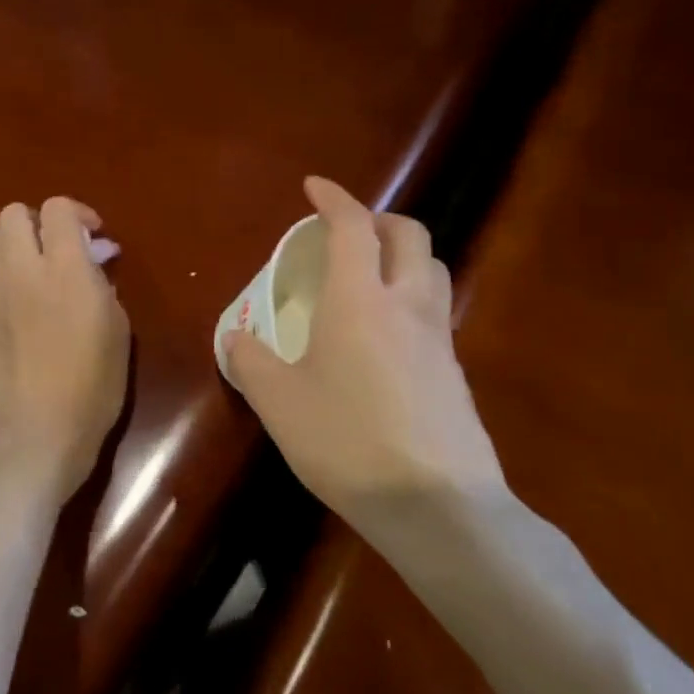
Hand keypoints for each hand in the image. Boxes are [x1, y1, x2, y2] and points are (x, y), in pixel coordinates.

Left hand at [0, 197, 130, 503]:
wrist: (40, 433)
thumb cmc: (94, 384)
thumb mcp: (117, 328)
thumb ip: (102, 284)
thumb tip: (93, 260)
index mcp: (65, 269)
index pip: (57, 209)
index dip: (78, 213)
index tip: (95, 237)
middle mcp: (23, 271)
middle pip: (13, 213)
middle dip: (38, 220)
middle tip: (61, 247)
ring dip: (15, 243)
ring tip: (37, 268)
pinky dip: (8, 278)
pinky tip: (25, 305)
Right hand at [225, 177, 504, 535]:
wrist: (438, 506)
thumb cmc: (347, 442)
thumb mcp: (279, 403)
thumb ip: (251, 362)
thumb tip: (237, 338)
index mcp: (360, 299)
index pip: (353, 227)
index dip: (334, 198)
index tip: (314, 187)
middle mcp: (407, 305)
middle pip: (410, 235)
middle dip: (380, 220)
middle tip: (350, 232)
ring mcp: (439, 340)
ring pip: (432, 271)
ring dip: (404, 256)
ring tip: (372, 278)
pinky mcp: (456, 374)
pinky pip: (435, 315)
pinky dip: (412, 301)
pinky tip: (387, 339)